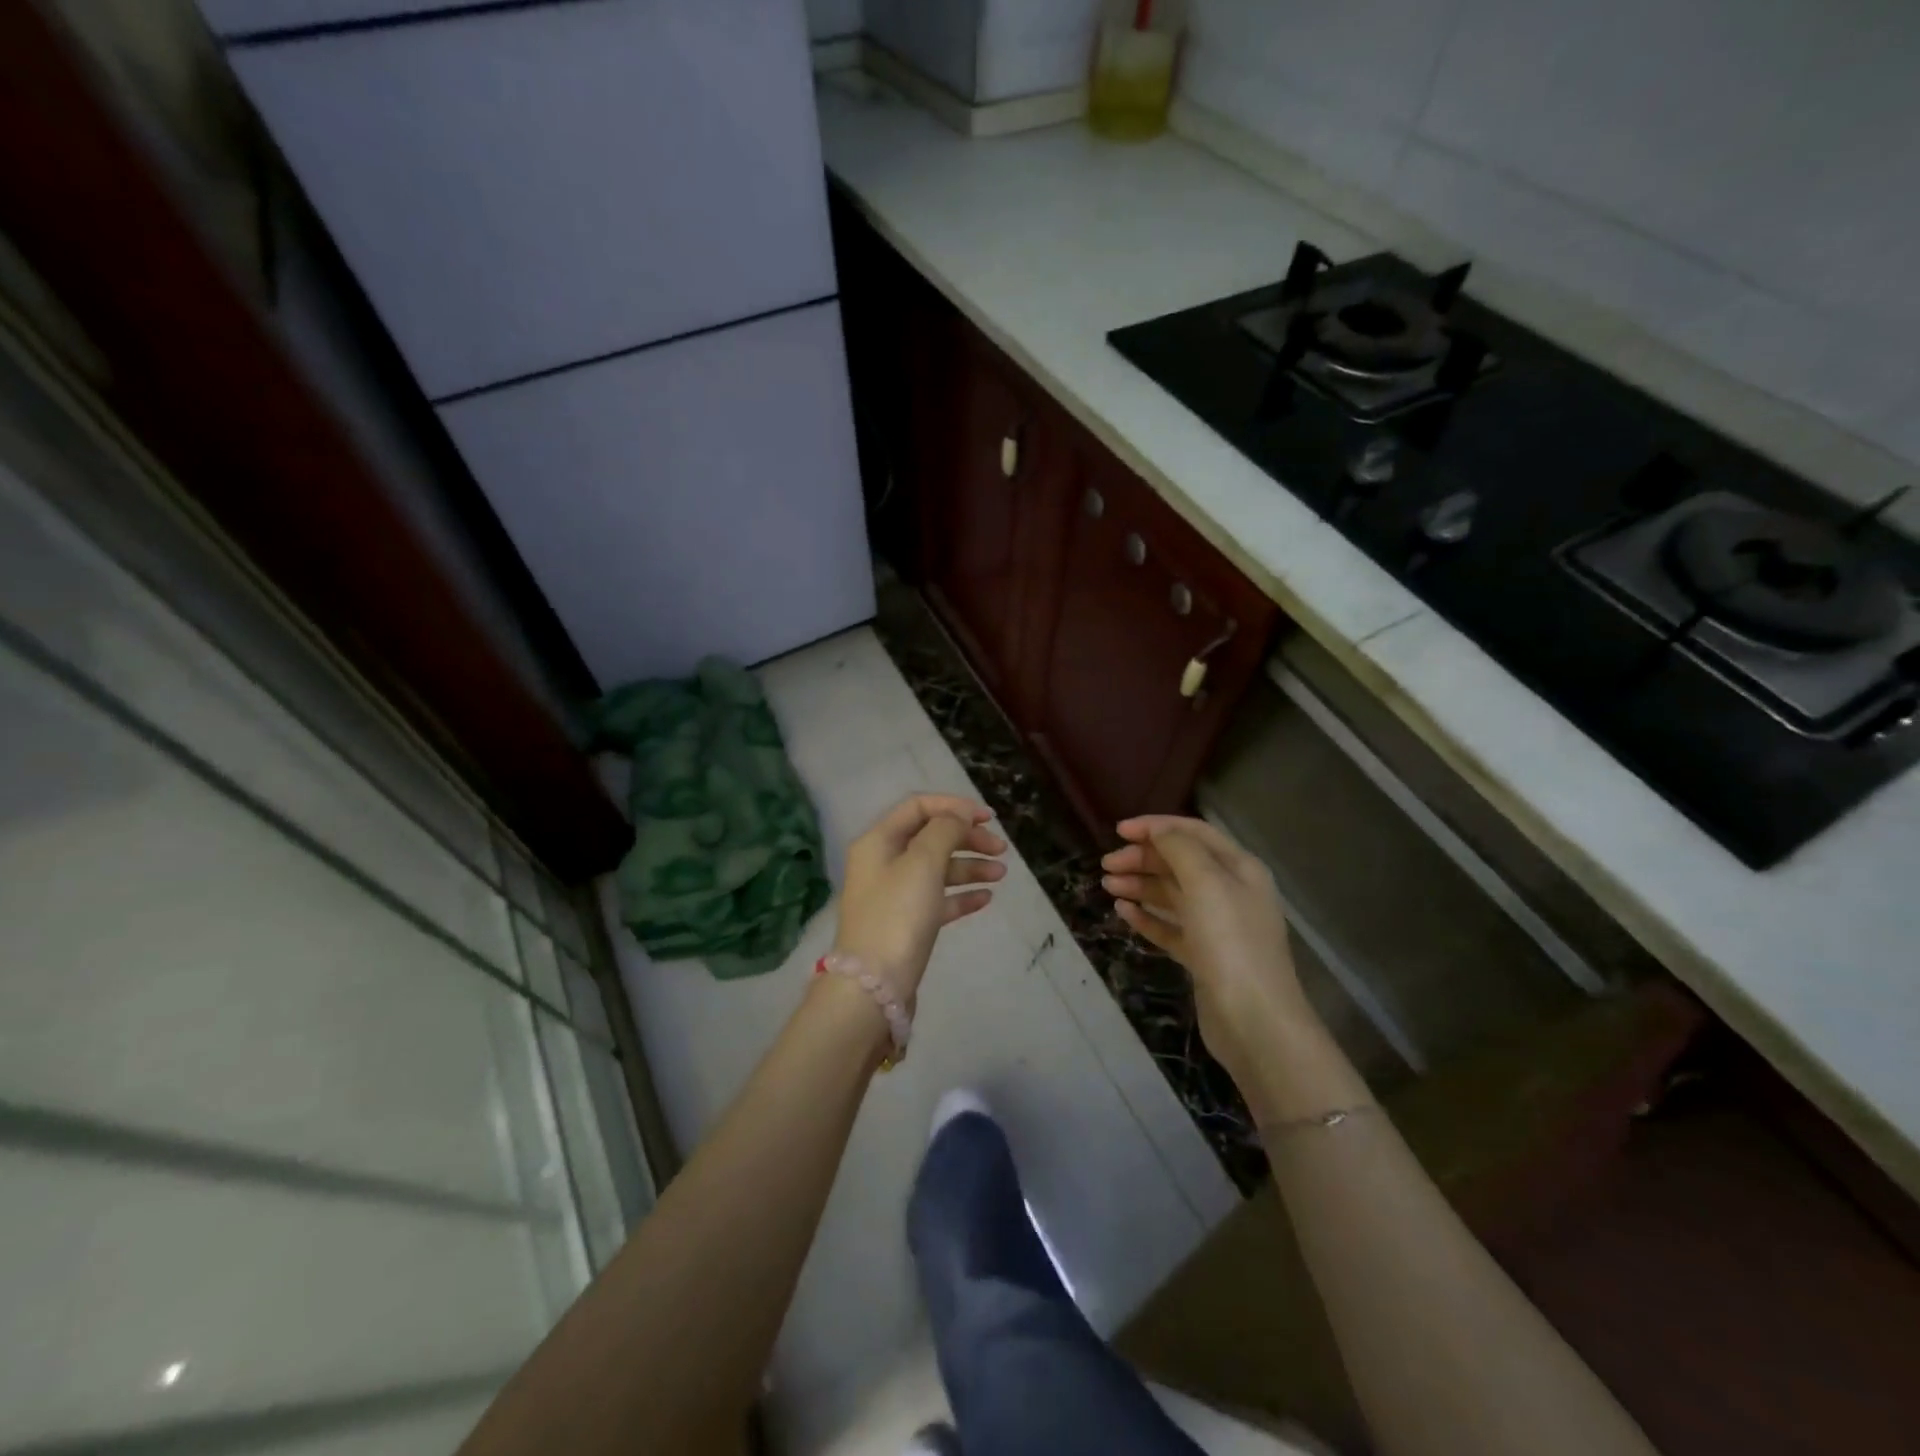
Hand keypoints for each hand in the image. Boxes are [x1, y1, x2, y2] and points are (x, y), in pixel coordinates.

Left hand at [834, 794, 1006, 1000]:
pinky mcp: (905, 924)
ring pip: (937, 869)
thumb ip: (944, 830)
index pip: (918, 807)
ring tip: (1002, 875)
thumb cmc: (898, 914)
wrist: (874, 986)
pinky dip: (961, 895)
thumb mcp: (923, 862)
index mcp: (879, 841)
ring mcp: (893, 895)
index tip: (988, 818)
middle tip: (1001, 849)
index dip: (954, 807)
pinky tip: (986, 898)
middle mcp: (882, 863)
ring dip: (970, 867)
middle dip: (967, 838)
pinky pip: (937, 899)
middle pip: (930, 837)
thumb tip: (958, 816)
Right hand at [1102, 815, 1316, 1082]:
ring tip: (1108, 886)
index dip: (1156, 826)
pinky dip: (1146, 917)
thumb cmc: (1231, 941)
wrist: (1254, 1020)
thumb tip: (1157, 830)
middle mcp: (1230, 892)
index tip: (1118, 830)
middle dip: (1143, 858)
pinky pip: (1170, 928)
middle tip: (1107, 865)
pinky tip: (1123, 912)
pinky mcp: (1203, 957)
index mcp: (1238, 868)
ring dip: (1140, 885)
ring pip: (1172, 895)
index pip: (1194, 833)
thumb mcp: (1206, 882)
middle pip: (1180, 863)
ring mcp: (1217, 927)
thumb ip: (1180, 848)